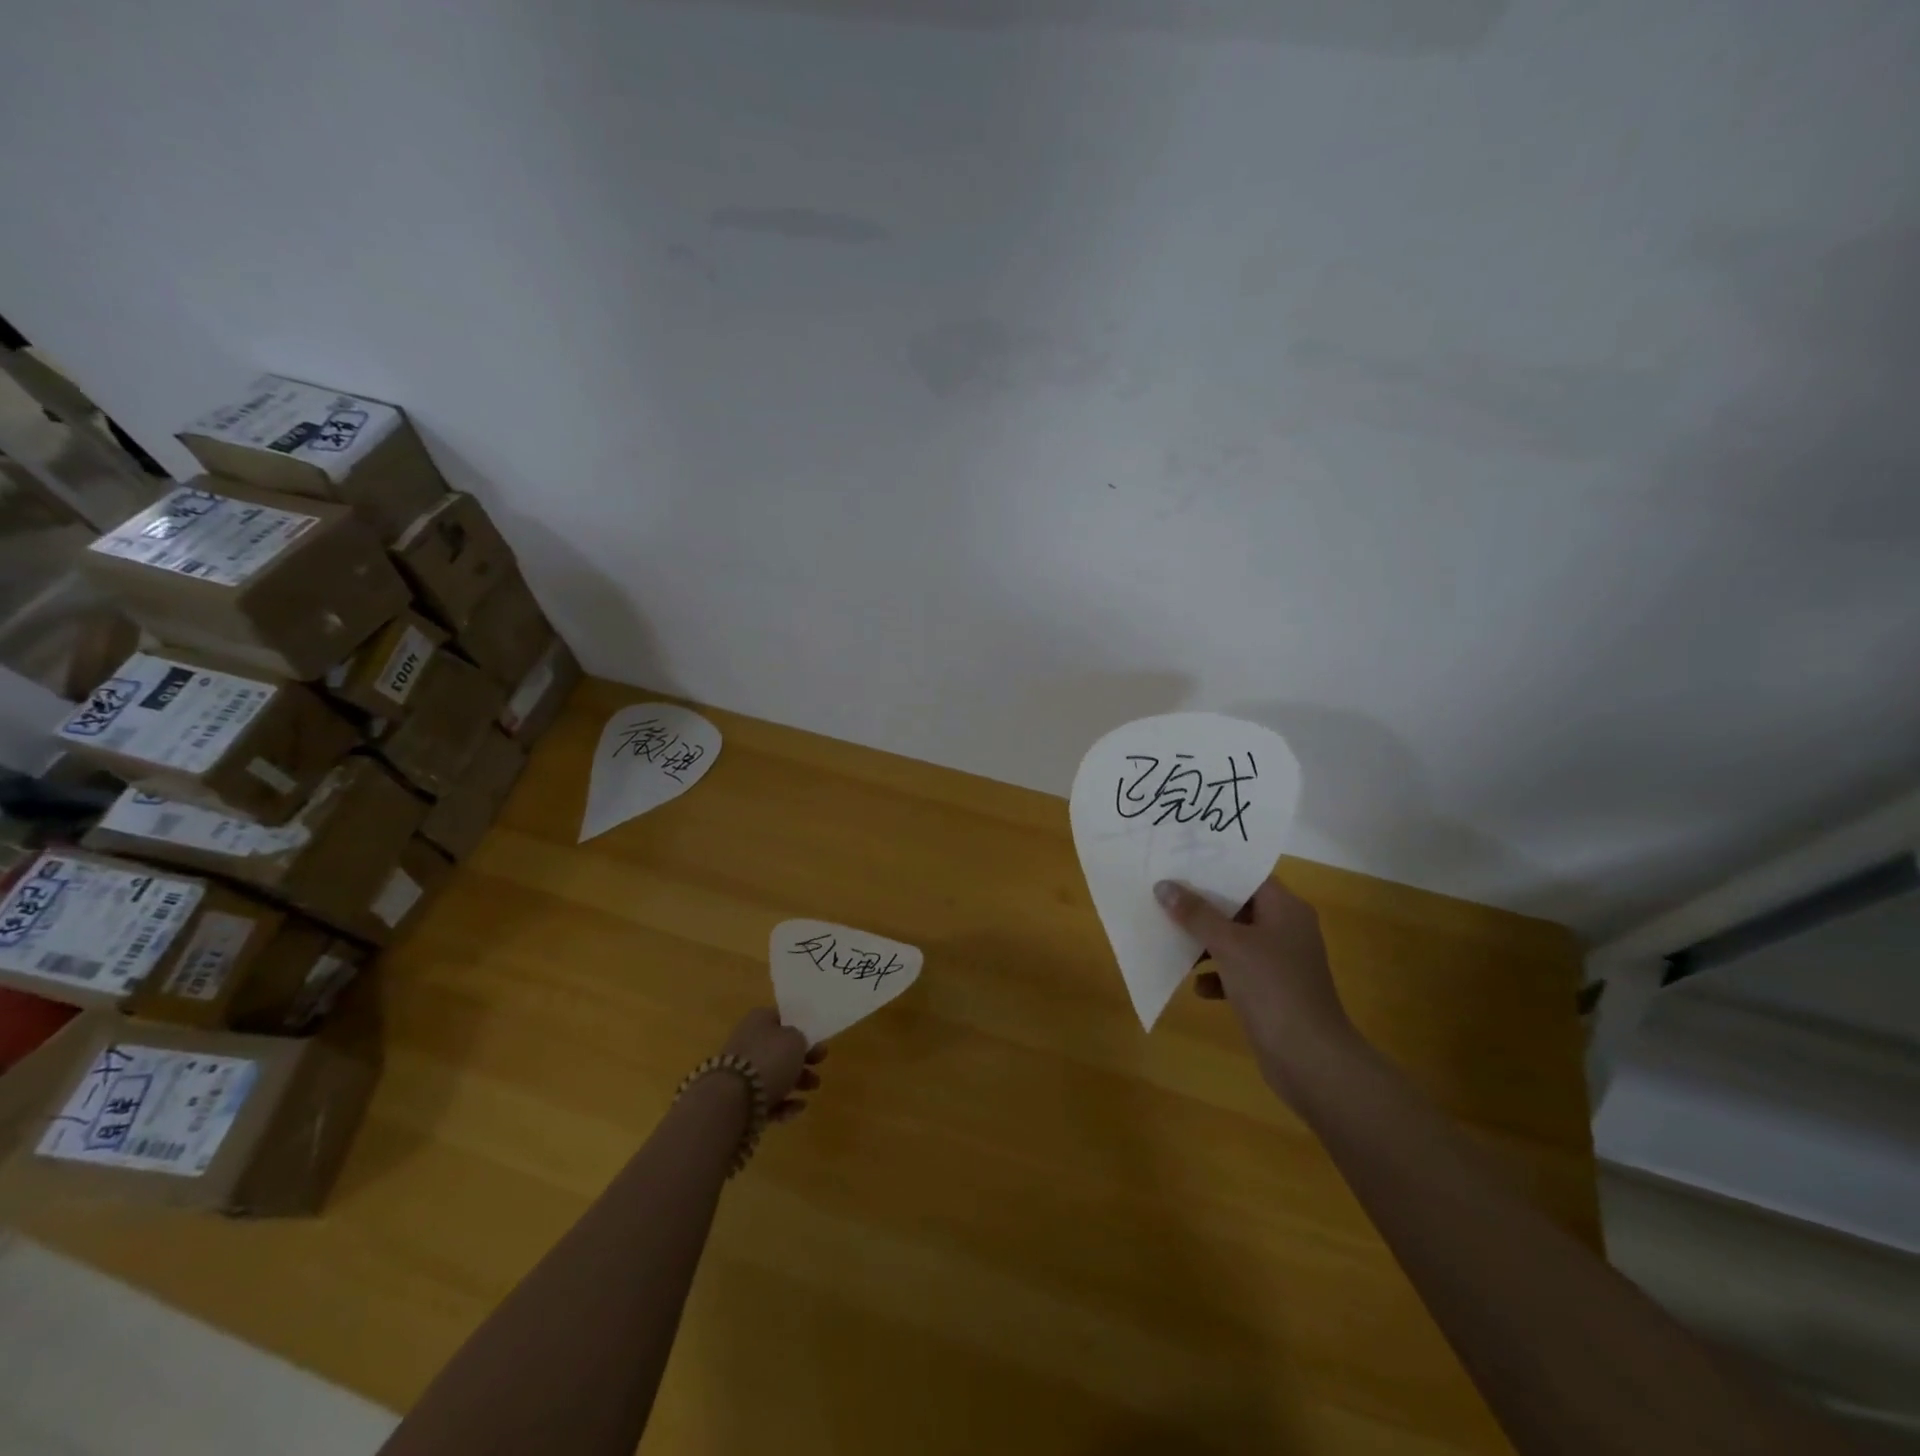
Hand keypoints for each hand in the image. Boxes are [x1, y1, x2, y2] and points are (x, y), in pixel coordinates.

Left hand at [720, 1008, 827, 1122]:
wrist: (734, 1099)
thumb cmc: (770, 1059)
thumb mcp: (796, 1039)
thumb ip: (801, 1038)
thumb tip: (795, 1044)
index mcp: (758, 1020)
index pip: (782, 1019)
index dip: (800, 1028)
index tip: (817, 1041)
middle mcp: (747, 1042)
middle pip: (779, 1049)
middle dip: (802, 1059)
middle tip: (820, 1065)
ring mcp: (741, 1072)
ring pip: (775, 1075)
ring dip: (797, 1082)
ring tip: (813, 1089)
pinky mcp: (739, 1099)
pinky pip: (766, 1098)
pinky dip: (783, 1103)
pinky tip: (797, 1108)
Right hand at [1154, 877, 1356, 1103]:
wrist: (1310, 1060)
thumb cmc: (1272, 989)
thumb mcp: (1229, 945)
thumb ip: (1195, 914)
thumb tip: (1164, 886)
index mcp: (1286, 909)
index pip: (1248, 876)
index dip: (1214, 869)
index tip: (1179, 864)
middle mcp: (1286, 930)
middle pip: (1238, 907)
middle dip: (1202, 907)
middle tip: (1165, 898)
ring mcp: (1280, 963)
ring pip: (1235, 941)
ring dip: (1205, 943)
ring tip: (1172, 941)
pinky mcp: (1272, 992)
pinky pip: (1238, 972)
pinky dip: (1217, 975)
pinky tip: (1198, 987)